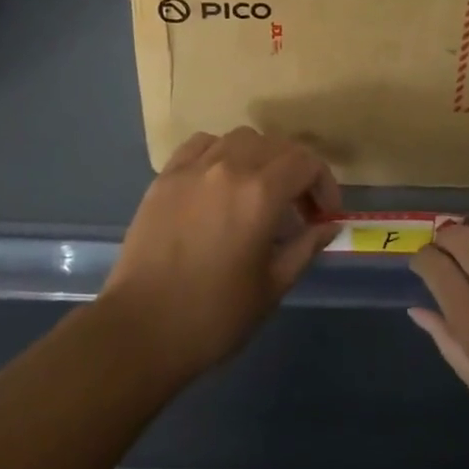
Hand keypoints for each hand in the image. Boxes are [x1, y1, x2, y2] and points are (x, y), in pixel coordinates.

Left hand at [101, 128, 341, 385]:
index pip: (306, 162)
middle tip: (298, 208)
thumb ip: (305, 247)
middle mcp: (229, 167)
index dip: (324, 183)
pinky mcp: (166, 176)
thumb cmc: (213, 316)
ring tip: (259, 191)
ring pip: (240, 138)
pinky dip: (221, 152)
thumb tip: (328, 225)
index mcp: (260, 193)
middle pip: (276, 145)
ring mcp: (193, 167)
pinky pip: (202, 144)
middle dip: (297, 171)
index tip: (324, 214)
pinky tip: (220, 180)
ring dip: (261, 157)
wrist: (140, 330)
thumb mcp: (271, 287)